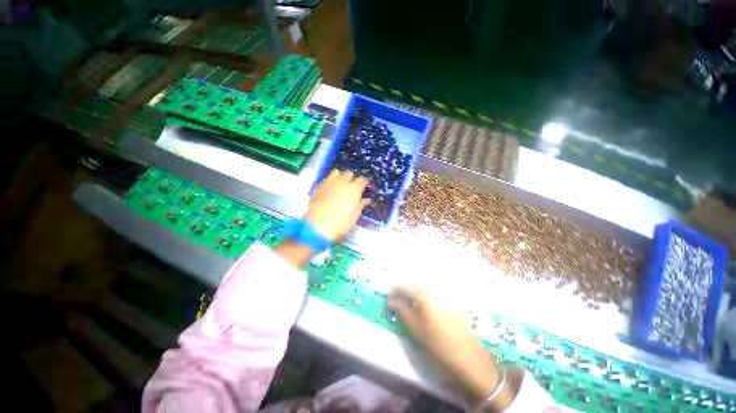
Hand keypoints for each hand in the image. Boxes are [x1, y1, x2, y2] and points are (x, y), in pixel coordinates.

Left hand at [305, 170, 370, 240]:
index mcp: (354, 189)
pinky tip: (330, 189)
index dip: (364, 182)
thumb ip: (360, 205)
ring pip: (337, 172)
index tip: (364, 186)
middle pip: (349, 173)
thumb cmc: (340, 223)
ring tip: (340, 184)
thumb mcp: (354, 216)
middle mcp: (342, 182)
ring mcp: (329, 182)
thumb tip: (366, 200)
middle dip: (352, 178)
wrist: (318, 226)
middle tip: (352, 186)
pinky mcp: (319, 186)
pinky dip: (330, 181)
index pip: (362, 180)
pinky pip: (326, 178)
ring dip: (340, 176)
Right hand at [387, 286, 512, 406]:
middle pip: (413, 285)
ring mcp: (444, 292)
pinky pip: (433, 293)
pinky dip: (425, 297)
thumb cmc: (437, 343)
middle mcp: (434, 287)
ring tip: (409, 305)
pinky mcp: (452, 299)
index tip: (387, 301)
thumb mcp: (414, 328)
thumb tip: (391, 300)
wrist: (467, 357)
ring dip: (414, 294)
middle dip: (403, 292)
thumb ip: (401, 310)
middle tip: (397, 303)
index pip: (402, 286)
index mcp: (423, 293)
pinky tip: (424, 307)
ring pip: (423, 288)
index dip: (393, 292)